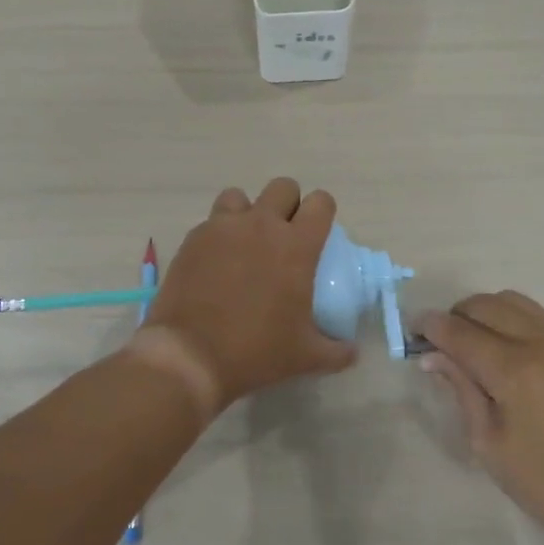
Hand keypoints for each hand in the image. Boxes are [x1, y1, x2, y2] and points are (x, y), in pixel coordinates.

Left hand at [140, 179, 356, 413]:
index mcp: (296, 246)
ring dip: (247, 212)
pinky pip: (211, 221)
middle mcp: (261, 225)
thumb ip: (336, 351)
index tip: (318, 233)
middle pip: (283, 187)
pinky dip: (219, 234)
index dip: (323, 213)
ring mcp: (223, 227)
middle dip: (288, 205)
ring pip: (240, 196)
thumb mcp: (305, 357)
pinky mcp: (194, 238)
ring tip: (245, 242)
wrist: (190, 355)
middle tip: (284, 236)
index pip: (321, 202)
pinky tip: (216, 262)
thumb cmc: (256, 351)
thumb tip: (352, 352)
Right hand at [419, 292, 543, 544]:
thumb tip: (432, 356)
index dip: (429, 327)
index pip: (460, 332)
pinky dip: (506, 316)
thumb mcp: (488, 443)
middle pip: (484, 305)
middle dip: (453, 316)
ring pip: (509, 300)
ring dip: (480, 311)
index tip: (410, 332)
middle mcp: (540, 344)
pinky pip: (531, 313)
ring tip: (467, 341)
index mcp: (515, 372)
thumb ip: (461, 389)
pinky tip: (496, 343)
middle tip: (437, 343)